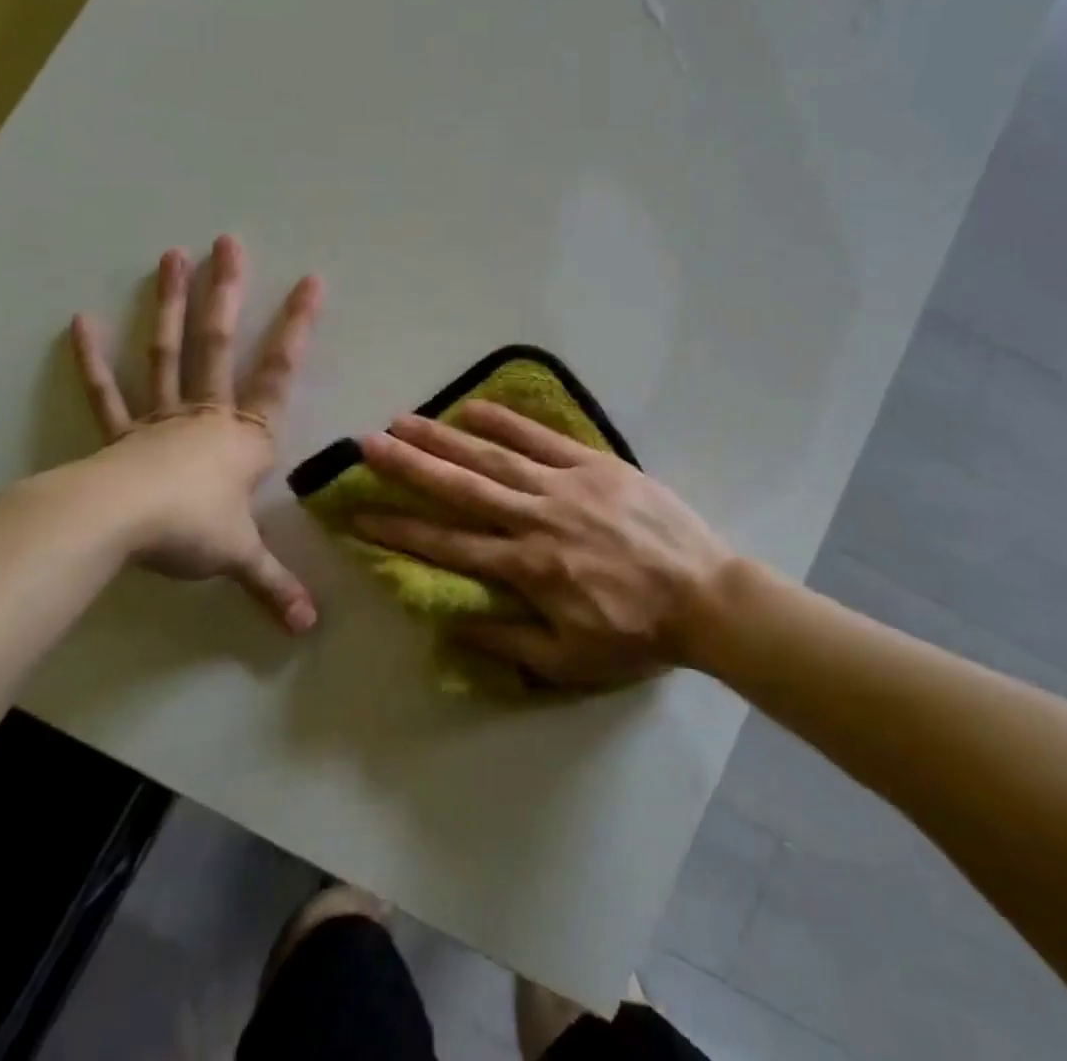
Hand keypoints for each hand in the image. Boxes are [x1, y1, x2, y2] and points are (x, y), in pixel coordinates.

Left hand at [70, 235, 322, 632]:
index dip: (298, 326)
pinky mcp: (120, 434)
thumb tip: (309, 630)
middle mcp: (207, 414)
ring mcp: (160, 418)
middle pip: (220, 343)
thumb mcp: (240, 558)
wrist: (116, 527)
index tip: (312, 280)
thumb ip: (274, 586)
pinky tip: (80, 320)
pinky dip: (92, 359)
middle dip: (227, 292)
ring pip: (169, 352)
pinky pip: (107, 393)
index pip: (281, 370)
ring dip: (170, 305)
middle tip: (226, 242)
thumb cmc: (191, 530)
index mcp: (245, 435)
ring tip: (170, 256)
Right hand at [353, 402, 734, 686]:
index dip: (400, 531)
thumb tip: (450, 619)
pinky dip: (507, 420)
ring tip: (405, 420)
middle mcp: (536, 518)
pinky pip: (543, 437)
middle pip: (461, 488)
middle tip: (368, 445)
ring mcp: (566, 485)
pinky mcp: (595, 464)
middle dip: (410, 467)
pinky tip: (475, 405)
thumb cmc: (636, 634)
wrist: (706, 596)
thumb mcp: (568, 661)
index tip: (361, 514)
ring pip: (494, 456)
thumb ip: (506, 641)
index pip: (449, 546)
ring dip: (446, 437)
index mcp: (527, 568)